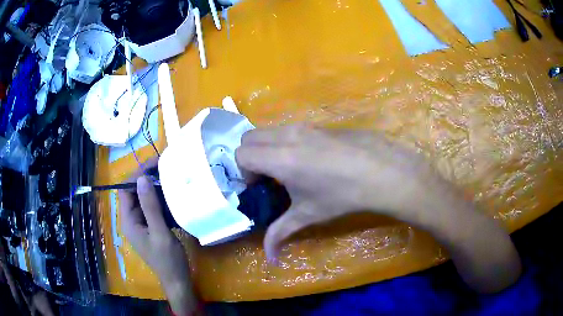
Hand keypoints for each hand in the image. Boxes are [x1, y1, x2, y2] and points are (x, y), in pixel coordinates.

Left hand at [120, 175, 197, 314]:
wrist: (177, 280)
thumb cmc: (168, 259)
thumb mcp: (160, 232)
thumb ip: (150, 206)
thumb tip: (142, 178)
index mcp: (128, 221)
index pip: (125, 190)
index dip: (136, 175)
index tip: (154, 164)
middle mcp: (131, 220)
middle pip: (133, 193)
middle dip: (146, 179)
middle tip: (165, 169)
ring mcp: (140, 224)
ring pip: (143, 199)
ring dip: (154, 188)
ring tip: (170, 178)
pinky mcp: (149, 227)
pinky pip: (151, 208)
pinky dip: (159, 199)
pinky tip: (172, 196)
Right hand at [236, 125, 433, 257]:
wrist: (380, 172)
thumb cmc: (342, 195)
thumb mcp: (307, 215)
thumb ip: (280, 234)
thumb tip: (270, 260)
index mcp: (280, 158)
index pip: (241, 154)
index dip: (245, 173)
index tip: (261, 187)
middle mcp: (287, 136)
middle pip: (249, 138)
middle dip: (250, 157)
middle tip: (268, 177)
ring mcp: (304, 126)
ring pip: (269, 130)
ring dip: (267, 148)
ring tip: (287, 169)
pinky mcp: (318, 125)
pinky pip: (289, 129)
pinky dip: (285, 142)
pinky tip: (308, 161)